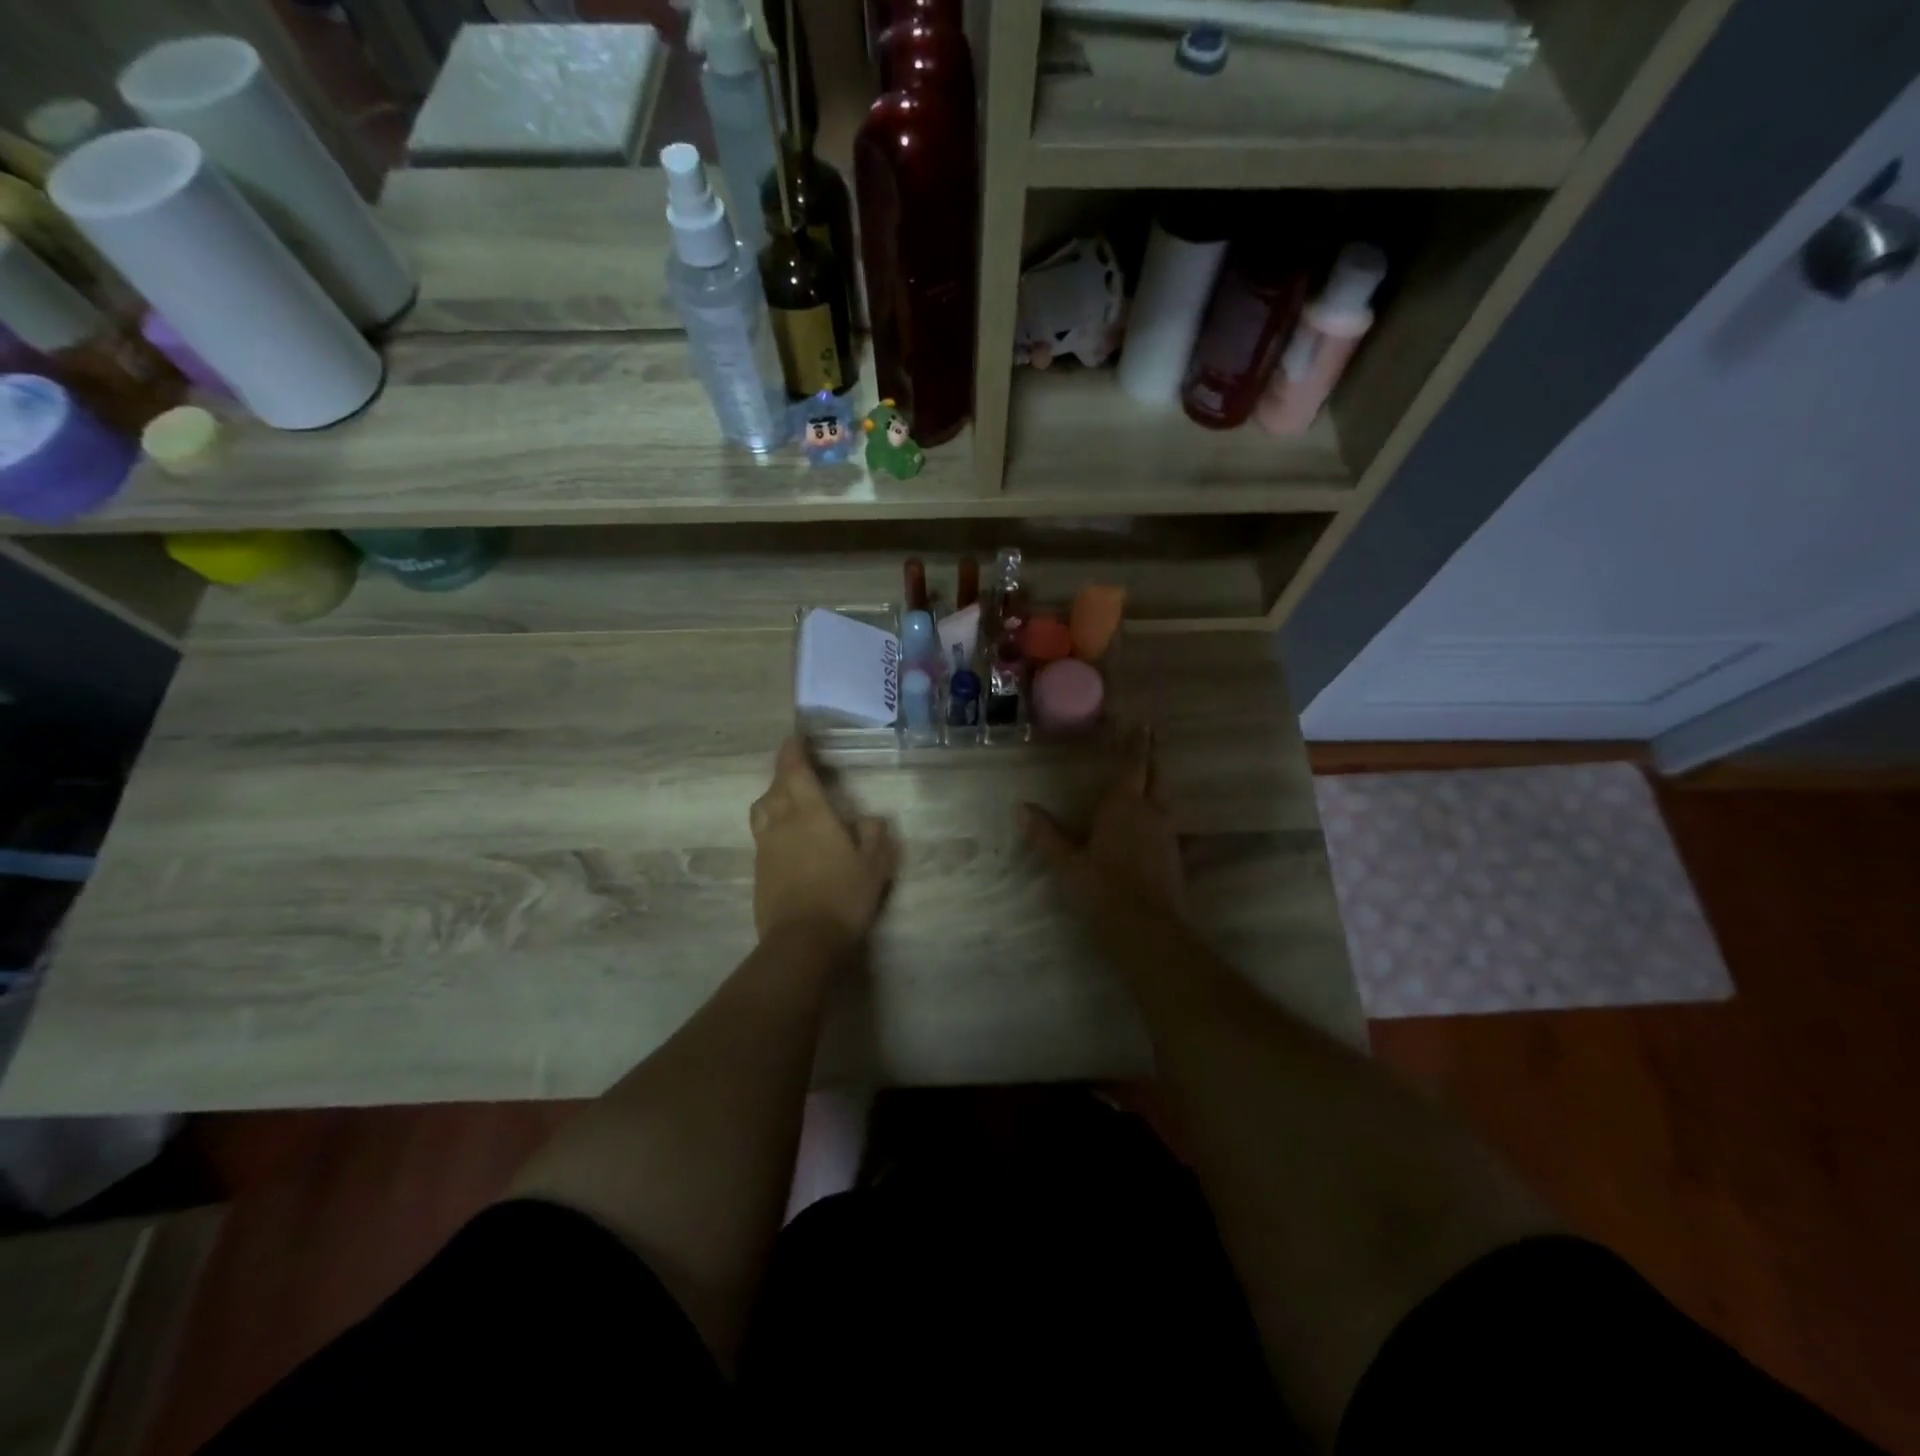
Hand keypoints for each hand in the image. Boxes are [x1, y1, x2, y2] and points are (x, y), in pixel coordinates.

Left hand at [749, 737, 896, 948]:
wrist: (802, 942)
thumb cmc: (843, 896)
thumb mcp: (875, 865)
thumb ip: (874, 836)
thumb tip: (868, 820)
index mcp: (810, 812)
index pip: (794, 770)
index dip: (794, 750)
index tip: (796, 737)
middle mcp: (782, 822)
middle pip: (775, 787)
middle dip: (785, 773)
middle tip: (801, 769)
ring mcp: (765, 847)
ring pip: (763, 810)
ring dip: (774, 798)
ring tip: (790, 802)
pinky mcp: (758, 870)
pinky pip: (763, 836)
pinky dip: (773, 827)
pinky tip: (789, 840)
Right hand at [1024, 729, 1183, 918]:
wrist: (1147, 928)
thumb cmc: (1102, 889)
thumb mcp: (1067, 864)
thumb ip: (1046, 835)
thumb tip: (1022, 808)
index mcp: (1124, 805)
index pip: (1134, 765)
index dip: (1137, 743)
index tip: (1141, 723)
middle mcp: (1151, 811)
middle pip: (1156, 776)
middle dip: (1152, 757)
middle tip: (1150, 740)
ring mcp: (1167, 833)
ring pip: (1166, 798)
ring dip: (1159, 784)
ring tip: (1150, 777)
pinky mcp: (1175, 855)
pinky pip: (1170, 824)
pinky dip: (1163, 815)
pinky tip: (1159, 824)